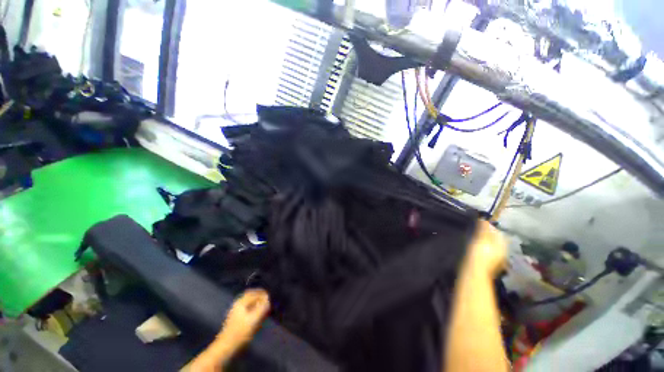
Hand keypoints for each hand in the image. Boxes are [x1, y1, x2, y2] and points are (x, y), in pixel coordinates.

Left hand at [189, 289, 269, 371]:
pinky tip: (257, 316)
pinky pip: (246, 309)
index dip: (263, 294)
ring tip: (263, 309)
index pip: (254, 293)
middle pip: (251, 296)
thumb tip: (268, 299)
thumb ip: (262, 307)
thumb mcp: (254, 319)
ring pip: (249, 303)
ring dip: (256, 304)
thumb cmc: (240, 332)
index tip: (270, 297)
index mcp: (241, 302)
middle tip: (267, 302)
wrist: (226, 347)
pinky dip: (253, 309)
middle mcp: (237, 304)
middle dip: (259, 298)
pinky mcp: (235, 319)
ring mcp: (235, 312)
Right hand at [464, 220, 507, 278]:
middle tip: (475, 230)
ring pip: (490, 246)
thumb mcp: (481, 239)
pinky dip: (482, 248)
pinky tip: (474, 248)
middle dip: (487, 234)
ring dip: (484, 241)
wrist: (474, 272)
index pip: (498, 232)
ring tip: (473, 238)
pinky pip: (486, 252)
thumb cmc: (479, 254)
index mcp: (502, 245)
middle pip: (495, 239)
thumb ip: (484, 229)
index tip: (479, 223)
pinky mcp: (488, 264)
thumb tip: (484, 219)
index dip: (489, 227)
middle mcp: (502, 251)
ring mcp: (496, 259)